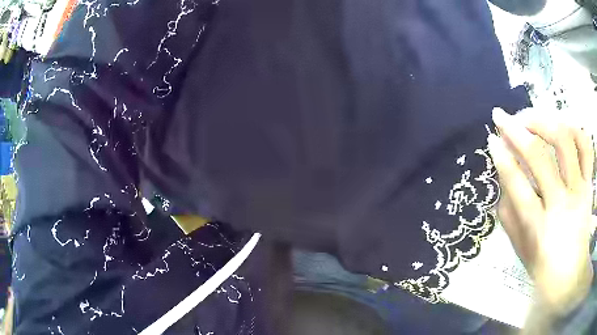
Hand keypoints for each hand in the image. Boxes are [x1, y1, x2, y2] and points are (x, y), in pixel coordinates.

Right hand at [488, 108, 594, 317]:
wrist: (571, 278)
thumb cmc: (543, 268)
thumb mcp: (520, 249)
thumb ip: (509, 214)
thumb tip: (503, 176)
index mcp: (538, 228)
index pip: (517, 185)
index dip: (501, 157)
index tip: (491, 139)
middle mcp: (561, 204)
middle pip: (539, 157)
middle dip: (516, 130)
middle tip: (503, 118)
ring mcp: (579, 190)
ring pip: (564, 141)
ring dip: (543, 121)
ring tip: (530, 118)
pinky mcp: (589, 184)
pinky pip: (585, 146)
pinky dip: (573, 128)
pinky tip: (561, 125)